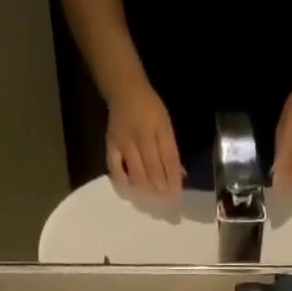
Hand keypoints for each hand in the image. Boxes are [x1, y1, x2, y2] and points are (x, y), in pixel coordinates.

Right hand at [105, 82, 183, 196]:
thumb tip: (180, 176)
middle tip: (164, 200)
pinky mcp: (111, 146)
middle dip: (161, 189)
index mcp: (159, 127)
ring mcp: (124, 142)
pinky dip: (124, 184)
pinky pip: (116, 171)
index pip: (169, 158)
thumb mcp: (165, 124)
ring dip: (146, 190)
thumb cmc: (149, 108)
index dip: (174, 179)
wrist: (124, 89)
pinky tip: (131, 189)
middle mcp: (142, 136)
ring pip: (137, 175)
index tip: (177, 195)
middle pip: (153, 170)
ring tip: (151, 197)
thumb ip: (170, 150)